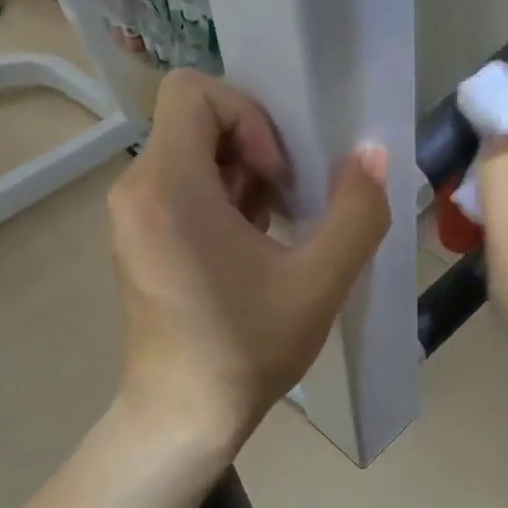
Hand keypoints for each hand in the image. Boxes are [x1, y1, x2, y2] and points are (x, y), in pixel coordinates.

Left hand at [106, 71, 391, 450]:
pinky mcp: (140, 237)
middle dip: (254, 146)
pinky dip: (224, 197)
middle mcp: (137, 189)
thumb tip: (374, 153)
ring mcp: (133, 215)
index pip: (193, 91)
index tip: (278, 174)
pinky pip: (182, 184)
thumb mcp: (320, 281)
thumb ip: (357, 211)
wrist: (183, 417)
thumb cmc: (247, 348)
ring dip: (244, 175)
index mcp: (168, 188)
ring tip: (277, 228)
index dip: (249, 116)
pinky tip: (254, 246)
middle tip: (289, 201)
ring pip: (192, 152)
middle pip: (196, 120)